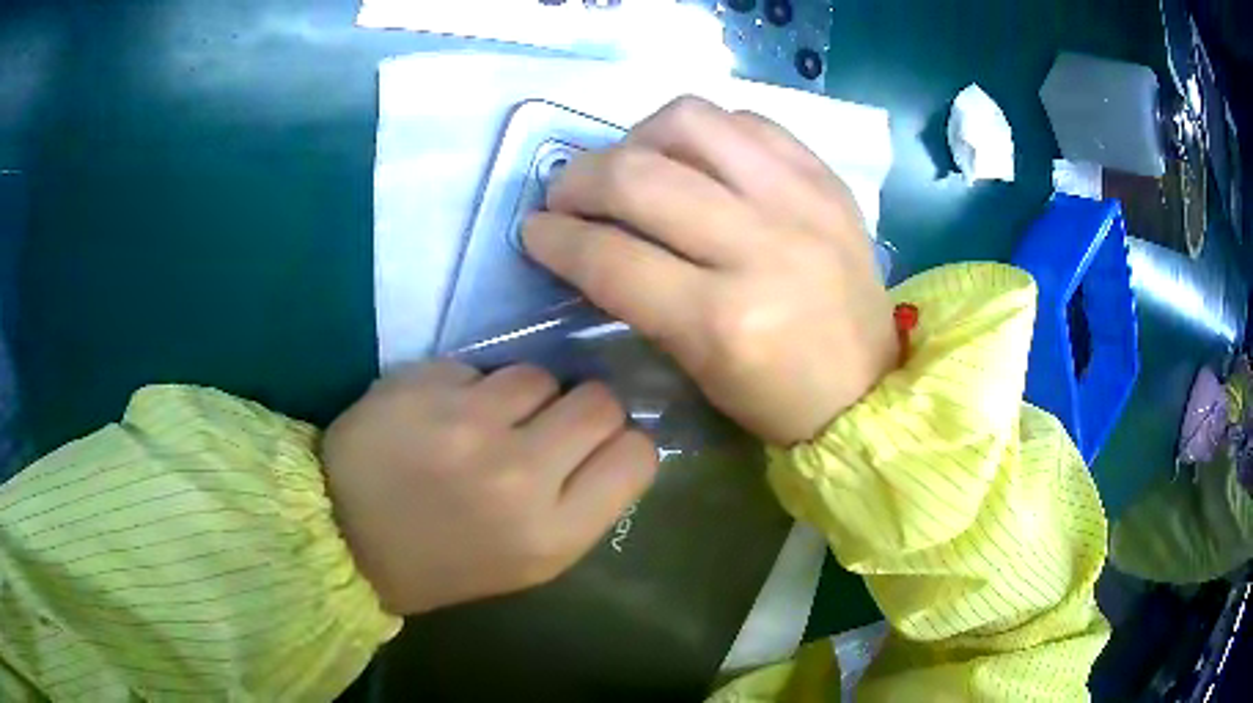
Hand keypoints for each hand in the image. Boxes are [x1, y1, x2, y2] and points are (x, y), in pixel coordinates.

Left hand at [321, 361, 657, 614]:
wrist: (344, 538)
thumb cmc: (443, 561)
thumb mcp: (529, 562)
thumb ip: (582, 503)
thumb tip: (616, 438)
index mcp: (551, 534)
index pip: (636, 455)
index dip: (624, 444)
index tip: (597, 448)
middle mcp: (518, 476)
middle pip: (600, 401)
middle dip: (581, 408)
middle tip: (545, 426)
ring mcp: (466, 424)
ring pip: (539, 374)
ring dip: (520, 395)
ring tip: (482, 423)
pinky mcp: (424, 384)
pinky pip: (478, 366)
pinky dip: (468, 387)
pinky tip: (439, 415)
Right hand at [523, 97, 898, 445]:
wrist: (869, 386)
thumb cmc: (777, 398)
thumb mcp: (695, 366)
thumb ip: (638, 296)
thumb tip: (589, 238)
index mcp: (723, 320)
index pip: (610, 257)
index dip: (554, 238)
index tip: (533, 230)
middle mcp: (761, 245)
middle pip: (638, 176)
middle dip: (578, 179)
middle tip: (566, 194)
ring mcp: (799, 200)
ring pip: (688, 122)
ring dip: (637, 137)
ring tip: (631, 164)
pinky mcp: (824, 177)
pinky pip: (745, 121)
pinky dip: (703, 132)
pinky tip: (694, 158)